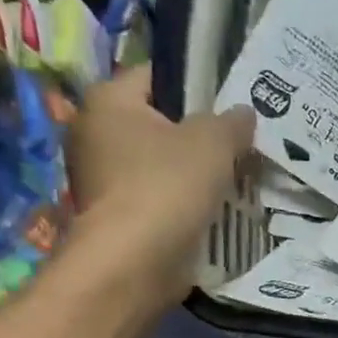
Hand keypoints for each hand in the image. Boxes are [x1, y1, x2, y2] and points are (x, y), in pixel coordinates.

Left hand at [65, 68, 254, 299]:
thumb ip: (232, 122)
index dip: (195, 84)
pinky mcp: (117, 217)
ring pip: (161, 164)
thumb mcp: (213, 141)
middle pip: (159, 123)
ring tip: (237, 177)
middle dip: (199, 134)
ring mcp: (102, 180)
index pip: (155, 76)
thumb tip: (244, 114)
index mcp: (107, 101)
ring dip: (194, 172)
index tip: (230, 103)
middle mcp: (94, 134)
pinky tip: (217, 208)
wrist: (135, 262)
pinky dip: (184, 202)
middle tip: (241, 142)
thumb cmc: (168, 186)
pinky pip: (159, 198)